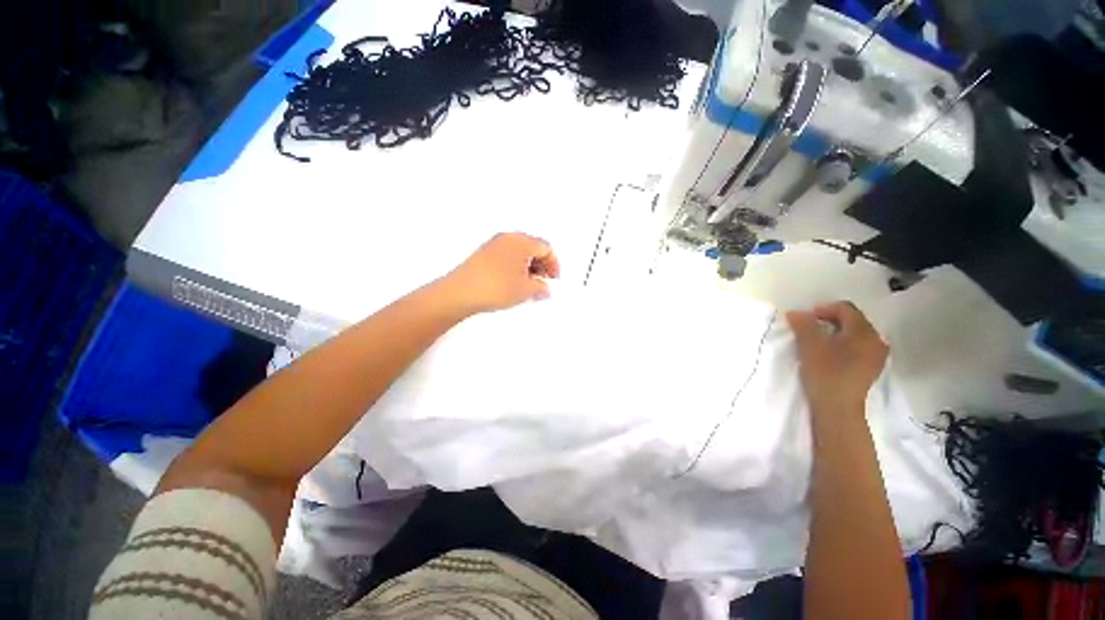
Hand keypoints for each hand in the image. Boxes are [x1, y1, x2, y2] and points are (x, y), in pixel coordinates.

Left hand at [441, 232, 560, 314]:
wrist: (461, 292)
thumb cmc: (496, 287)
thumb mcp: (526, 290)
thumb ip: (541, 288)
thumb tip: (544, 289)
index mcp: (521, 241)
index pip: (545, 248)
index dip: (554, 264)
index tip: (554, 279)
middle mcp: (508, 238)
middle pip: (532, 247)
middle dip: (541, 265)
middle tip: (543, 281)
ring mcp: (493, 244)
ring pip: (519, 252)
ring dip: (528, 266)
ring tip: (529, 285)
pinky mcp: (483, 253)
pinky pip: (507, 255)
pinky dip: (515, 266)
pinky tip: (513, 282)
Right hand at [786, 302, 887, 414]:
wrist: (838, 408)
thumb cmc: (825, 373)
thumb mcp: (810, 345)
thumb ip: (804, 325)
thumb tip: (796, 313)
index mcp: (864, 331)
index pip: (845, 309)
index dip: (823, 309)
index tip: (805, 319)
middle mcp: (876, 340)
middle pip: (853, 320)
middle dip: (830, 320)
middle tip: (809, 328)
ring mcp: (876, 356)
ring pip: (855, 335)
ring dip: (836, 333)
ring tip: (818, 342)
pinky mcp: (871, 368)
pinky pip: (858, 347)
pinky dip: (844, 345)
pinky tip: (831, 355)